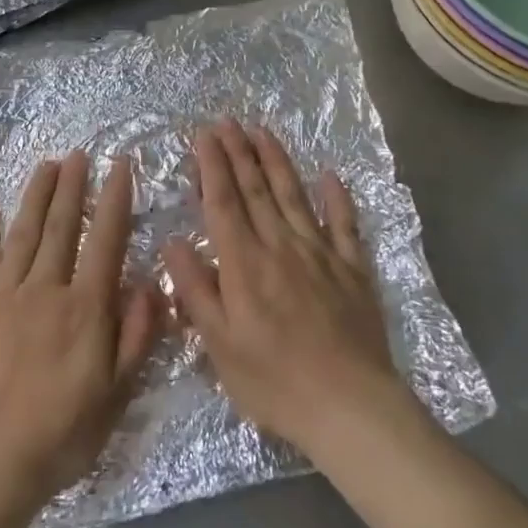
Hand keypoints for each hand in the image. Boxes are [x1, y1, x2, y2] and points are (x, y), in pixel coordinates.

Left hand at [0, 151, 159, 527]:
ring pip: (22, 234)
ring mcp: (0, 296)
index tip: (119, 165)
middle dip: (72, 187)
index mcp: (83, 309)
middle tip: (78, 154)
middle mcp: (44, 290)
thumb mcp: (115, 397)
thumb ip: (136, 338)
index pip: (104, 240)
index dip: (114, 199)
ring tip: (46, 166)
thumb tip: (152, 285)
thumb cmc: (58, 436)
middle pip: (61, 227)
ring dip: (35, 196)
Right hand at [164, 119, 406, 458]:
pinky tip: (330, 175)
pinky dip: (337, 197)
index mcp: (244, 263)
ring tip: (263, 131)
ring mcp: (320, 253)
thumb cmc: (275, 382)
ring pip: (294, 195)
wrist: (351, 407)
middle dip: (239, 151)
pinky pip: (345, 223)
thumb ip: (195, 289)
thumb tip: (174, 241)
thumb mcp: (219, 345)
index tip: (204, 134)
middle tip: (228, 120)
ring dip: (276, 160)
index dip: (212, 165)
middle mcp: (280, 245)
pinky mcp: (353, 269)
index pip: (223, 202)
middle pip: (255, 188)